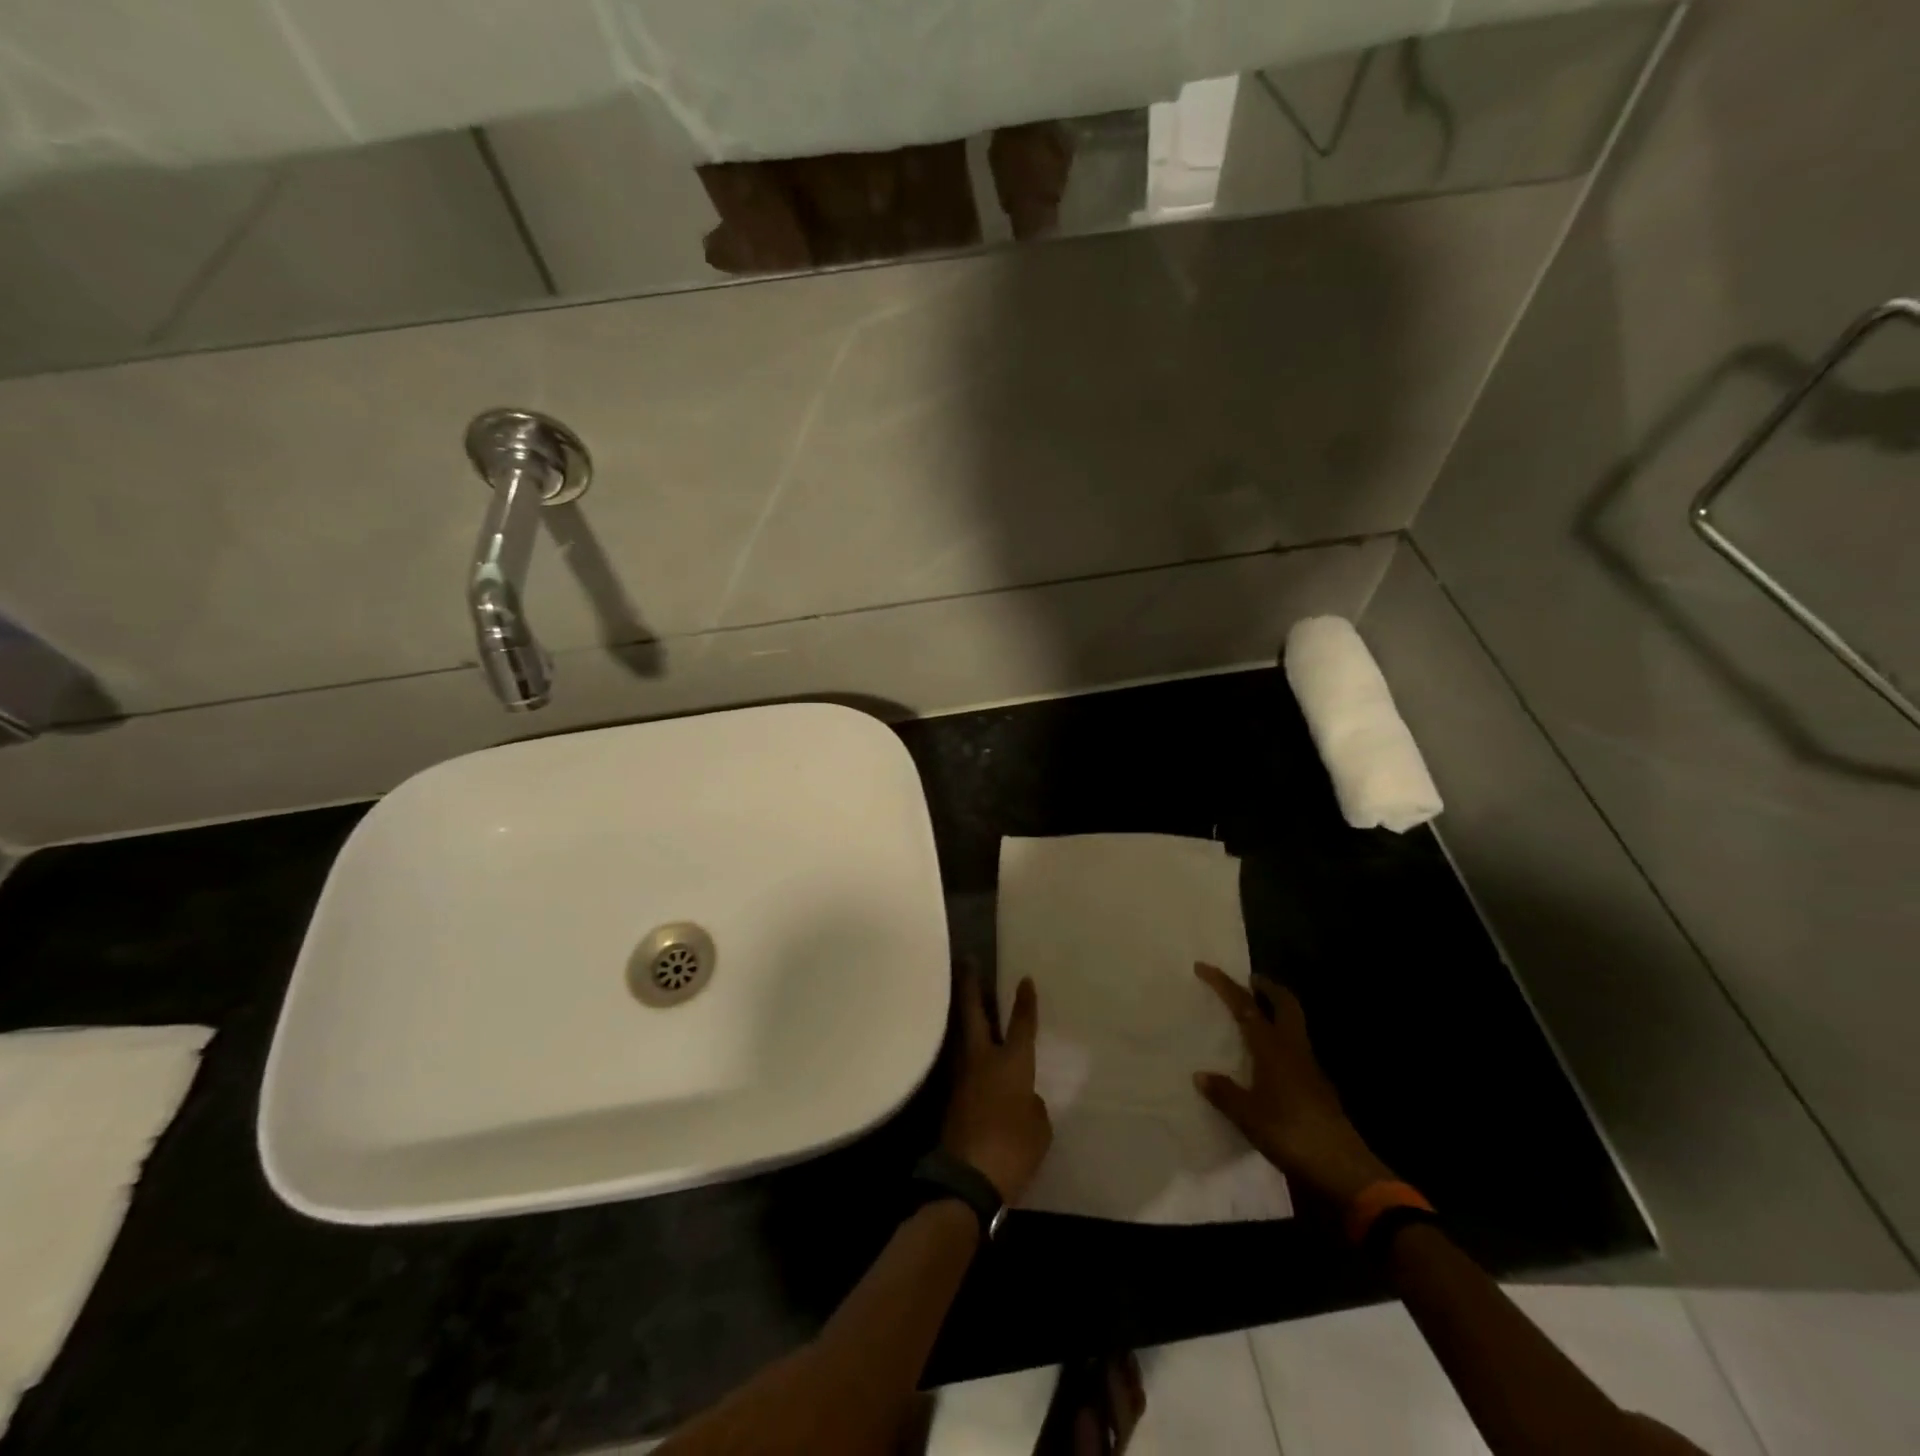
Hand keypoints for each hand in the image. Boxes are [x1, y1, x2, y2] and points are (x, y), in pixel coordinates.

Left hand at [943, 971, 1052, 1203]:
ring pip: (962, 1034)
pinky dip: (964, 1047)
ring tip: (966, 997)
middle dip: (971, 985)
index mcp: (1012, 1063)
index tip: (1024, 978)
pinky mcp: (949, 1096)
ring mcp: (961, 1076)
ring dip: (963, 1013)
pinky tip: (969, 1049)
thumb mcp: (1039, 1128)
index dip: (1024, 1002)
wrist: (966, 1178)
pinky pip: (959, 1061)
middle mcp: (983, 1060)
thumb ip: (1032, 1104)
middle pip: (974, 1013)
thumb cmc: (1013, 1149)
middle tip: (967, 961)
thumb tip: (1021, 1097)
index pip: (1021, 1025)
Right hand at [1191, 962, 1394, 1206]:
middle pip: (1285, 1005)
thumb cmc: (1291, 1134)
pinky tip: (1267, 1061)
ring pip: (1293, 1026)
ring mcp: (1310, 1068)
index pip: (1246, 1006)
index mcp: (1273, 1048)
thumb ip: (1224, 1093)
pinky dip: (1280, 1042)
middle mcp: (1294, 1049)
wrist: (1343, 1170)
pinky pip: (1296, 1050)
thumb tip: (1201, 1075)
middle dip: (1266, 988)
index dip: (1224, 984)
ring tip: (1253, 1018)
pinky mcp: (1319, 1088)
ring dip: (1276, 1013)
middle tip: (1248, 982)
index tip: (1204, 967)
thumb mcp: (1248, 1116)